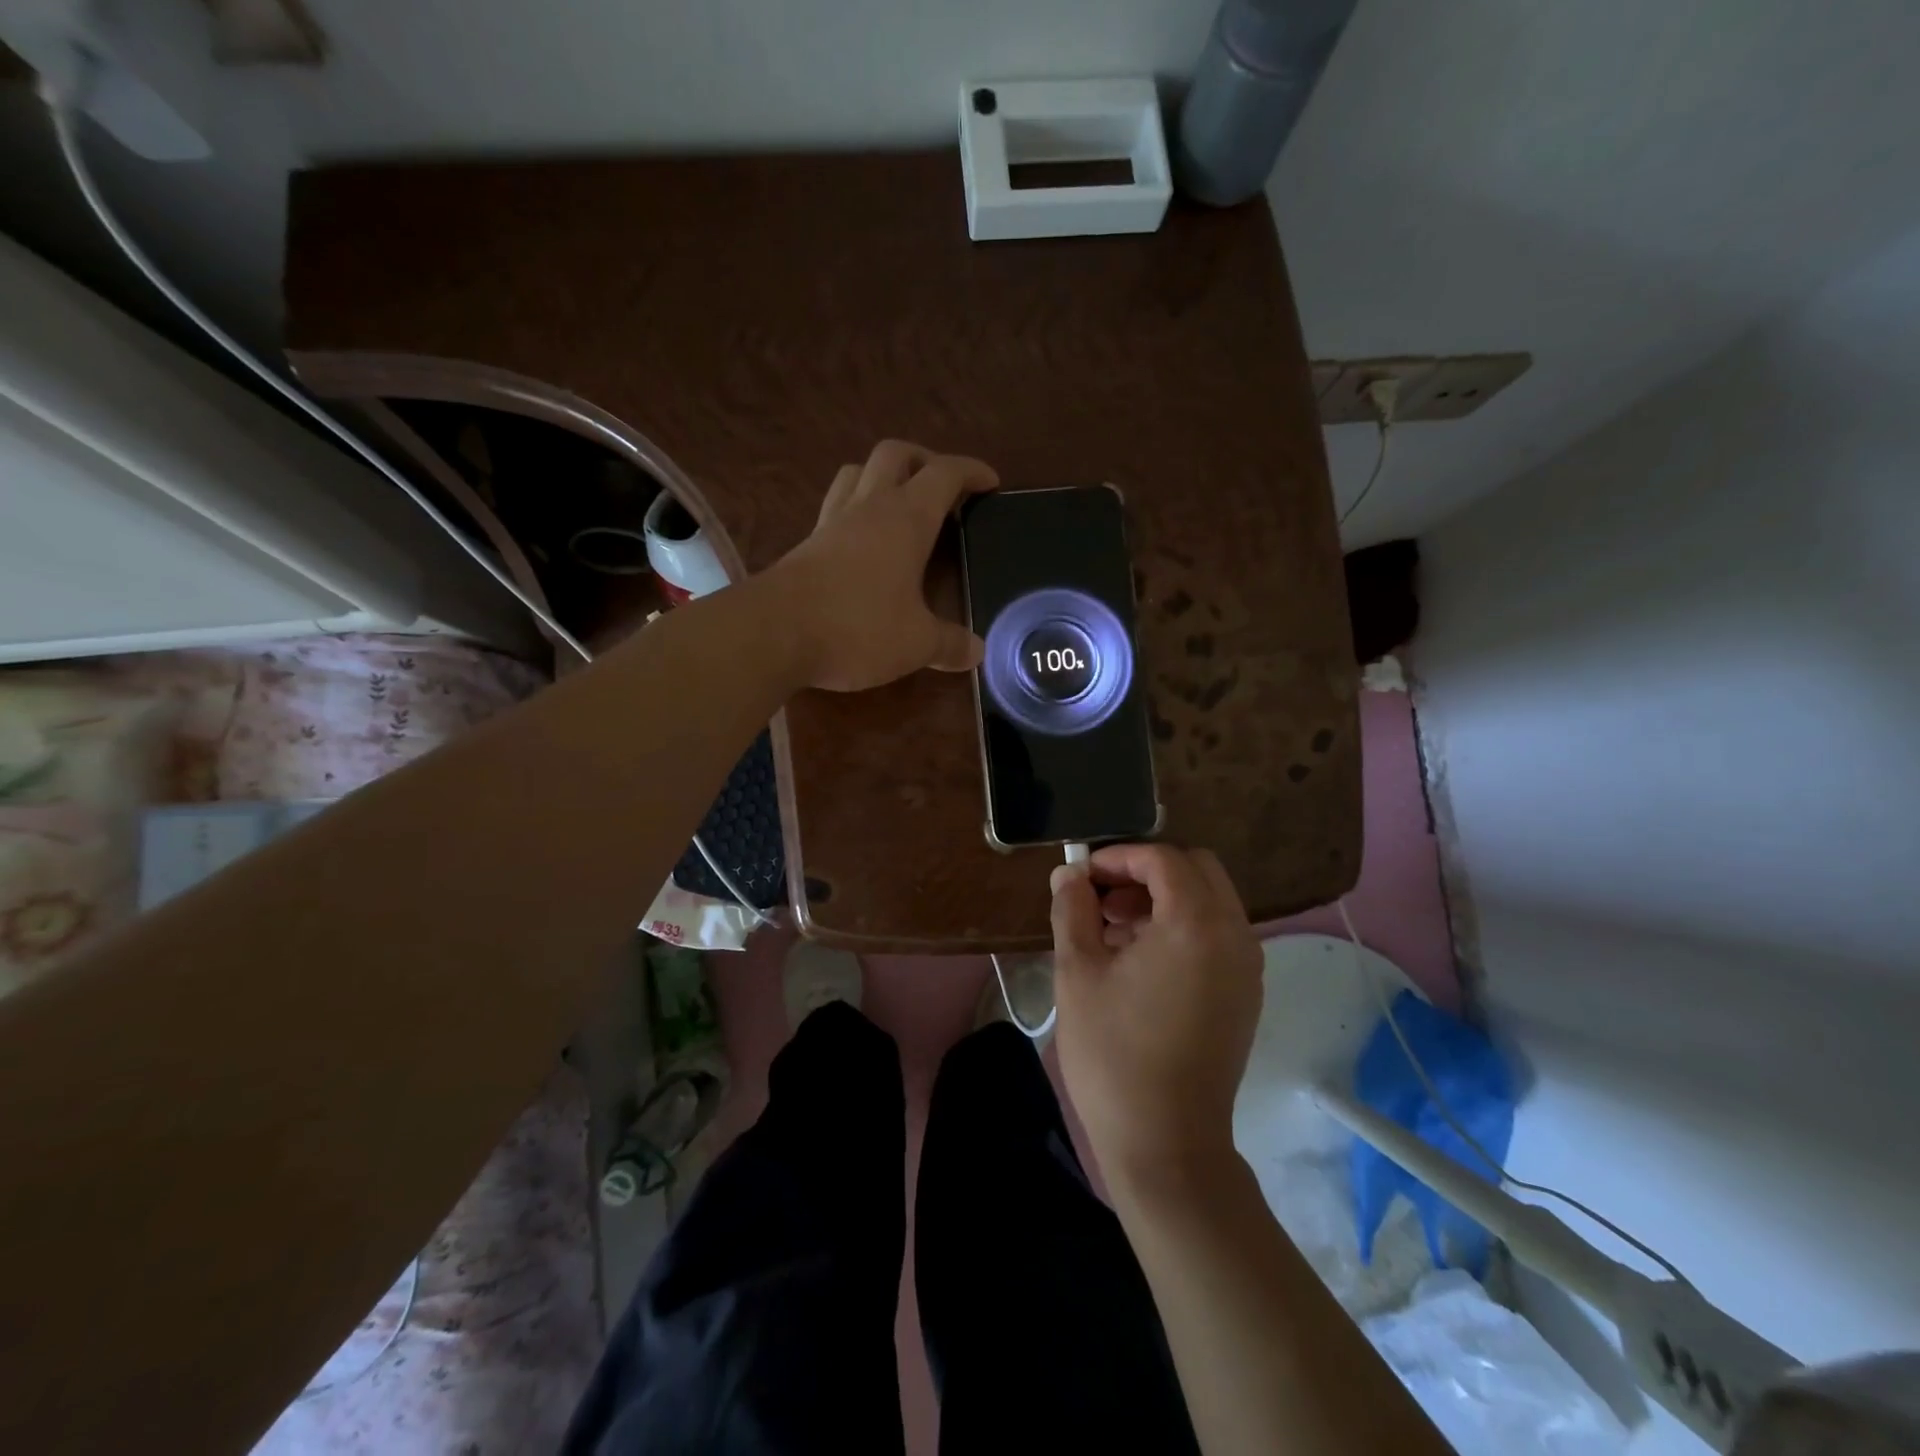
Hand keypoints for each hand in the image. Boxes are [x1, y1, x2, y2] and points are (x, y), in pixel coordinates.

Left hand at [763, 440, 998, 692]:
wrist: (773, 632)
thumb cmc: (857, 627)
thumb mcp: (916, 643)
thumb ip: (949, 645)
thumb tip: (976, 652)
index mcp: (906, 518)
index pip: (945, 474)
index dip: (971, 471)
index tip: (990, 482)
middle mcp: (869, 507)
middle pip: (896, 454)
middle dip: (925, 460)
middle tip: (943, 488)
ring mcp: (832, 521)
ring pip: (858, 472)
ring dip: (884, 476)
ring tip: (901, 504)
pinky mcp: (807, 543)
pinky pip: (836, 505)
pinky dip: (856, 508)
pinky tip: (863, 540)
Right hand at [1051, 843, 1263, 1182]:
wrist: (1166, 1144)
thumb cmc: (1113, 1053)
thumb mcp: (1078, 972)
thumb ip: (1073, 909)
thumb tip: (1070, 874)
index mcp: (1196, 924)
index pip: (1163, 859)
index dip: (1119, 856)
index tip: (1083, 876)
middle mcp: (1235, 936)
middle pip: (1197, 870)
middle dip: (1146, 871)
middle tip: (1102, 896)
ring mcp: (1247, 967)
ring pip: (1210, 901)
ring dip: (1164, 898)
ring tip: (1112, 929)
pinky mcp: (1246, 994)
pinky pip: (1218, 934)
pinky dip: (1182, 926)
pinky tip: (1140, 958)